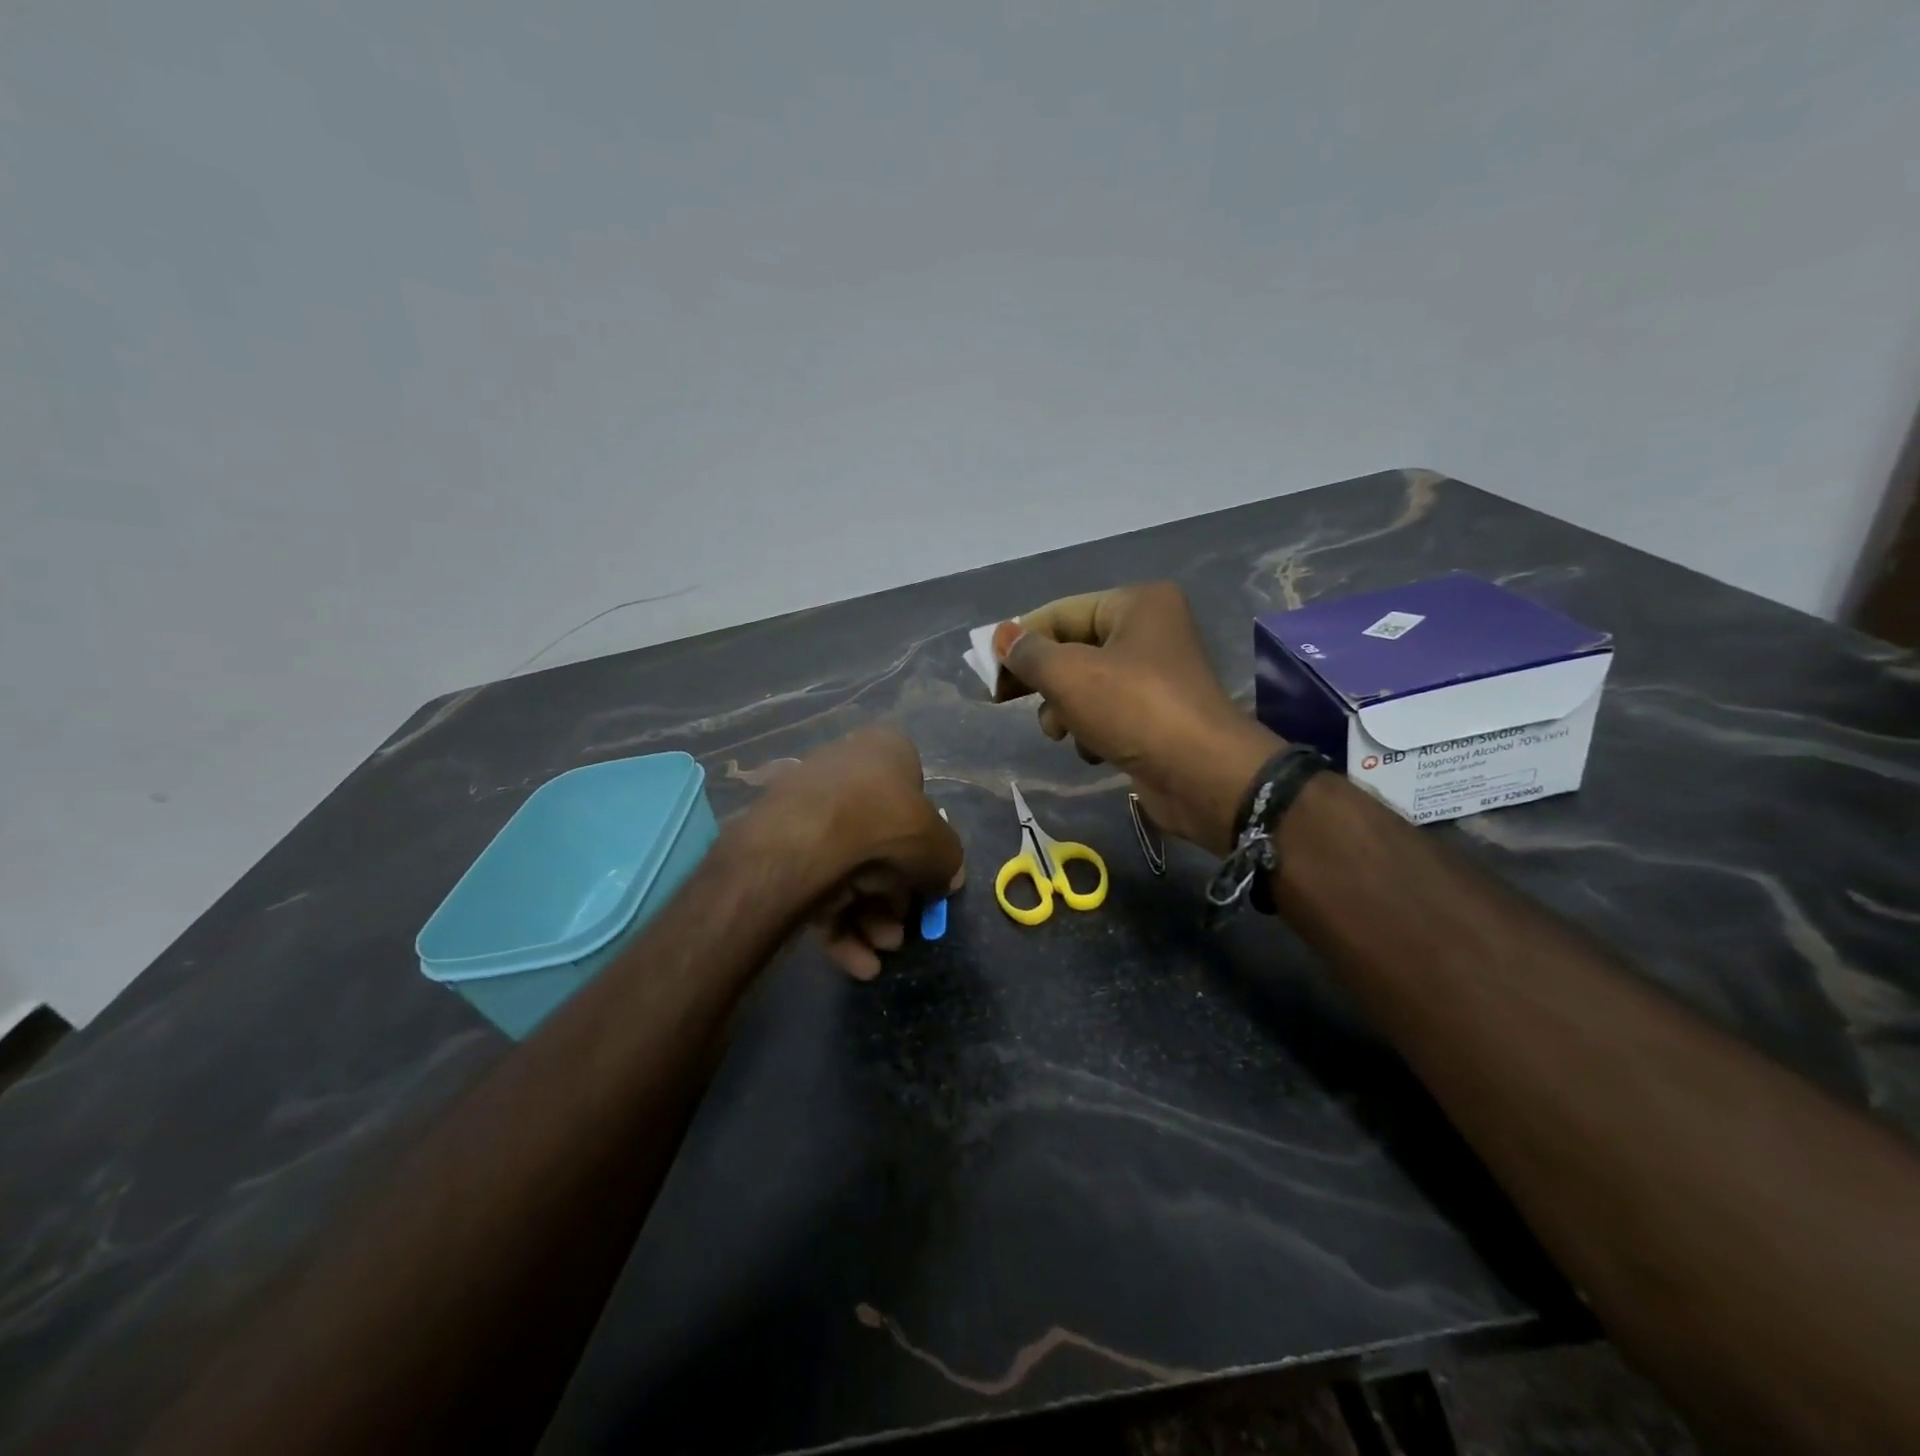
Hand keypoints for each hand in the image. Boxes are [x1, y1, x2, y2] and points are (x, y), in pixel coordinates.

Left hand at [741, 726, 964, 979]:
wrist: (808, 841)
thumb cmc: (889, 826)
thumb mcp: (941, 848)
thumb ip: (948, 862)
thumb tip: (945, 877)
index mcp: (884, 751)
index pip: (914, 797)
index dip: (925, 846)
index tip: (928, 883)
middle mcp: (844, 771)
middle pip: (880, 843)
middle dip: (894, 896)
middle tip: (902, 930)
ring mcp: (807, 807)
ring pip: (847, 869)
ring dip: (870, 917)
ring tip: (881, 949)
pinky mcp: (779, 844)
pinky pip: (816, 884)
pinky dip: (839, 924)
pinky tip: (857, 963)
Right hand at [993, 582, 1282, 854]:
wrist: (1201, 775)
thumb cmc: (1133, 709)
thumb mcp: (1069, 675)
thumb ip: (1028, 654)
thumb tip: (1001, 637)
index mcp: (1137, 605)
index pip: (1061, 613)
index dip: (1019, 640)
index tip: (986, 671)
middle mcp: (1150, 632)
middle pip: (1073, 650)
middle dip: (1043, 681)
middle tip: (1002, 700)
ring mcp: (1155, 677)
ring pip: (1085, 686)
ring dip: (1065, 711)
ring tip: (1062, 732)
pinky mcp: (1156, 717)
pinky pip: (1107, 714)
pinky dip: (1092, 730)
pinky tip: (1094, 750)